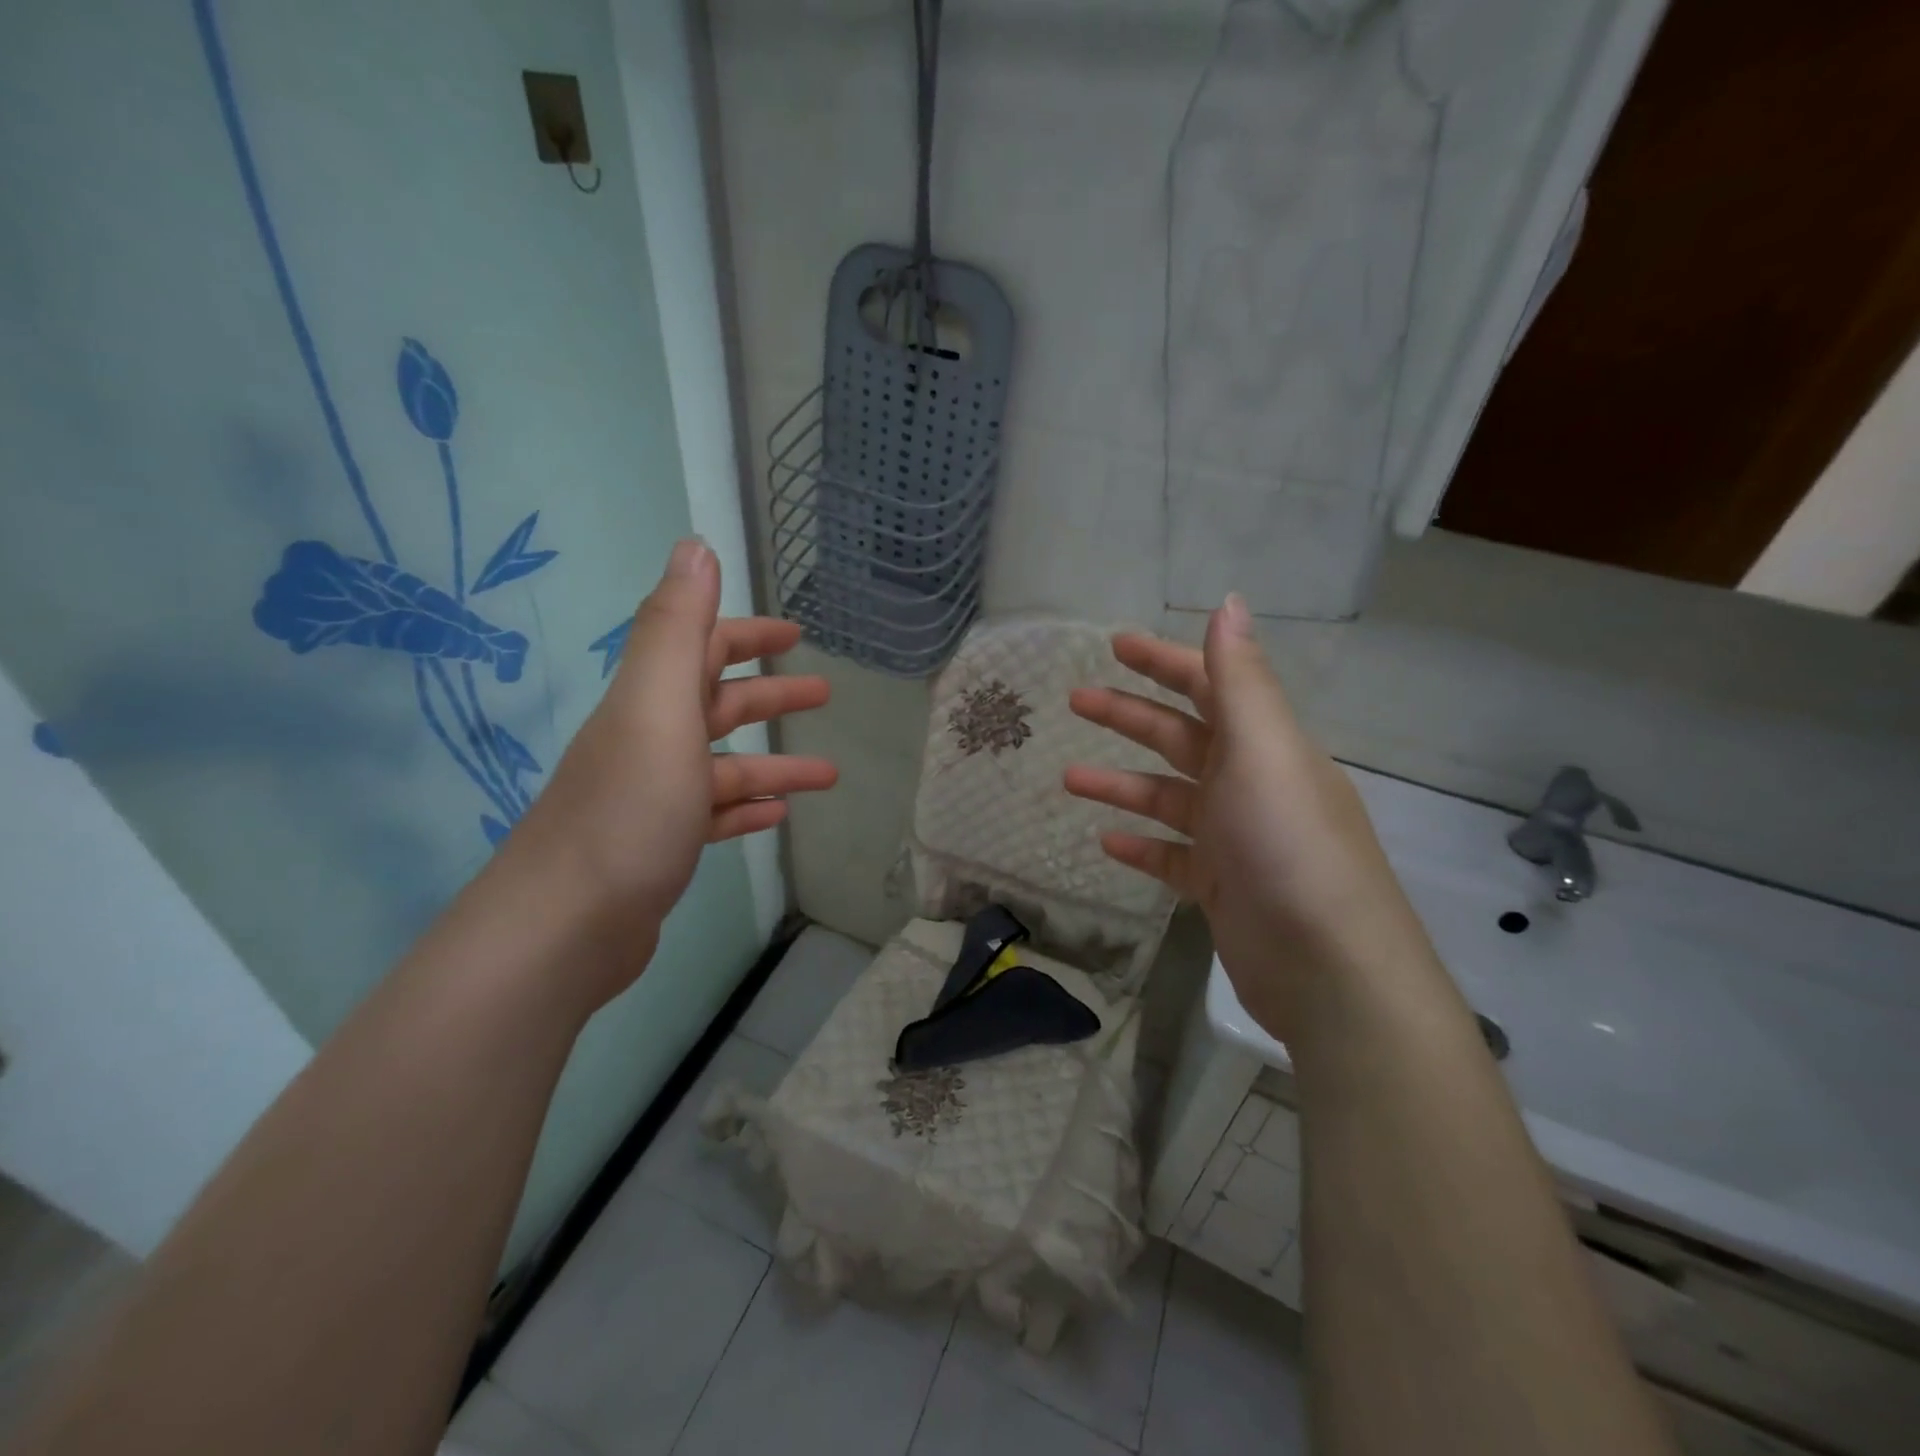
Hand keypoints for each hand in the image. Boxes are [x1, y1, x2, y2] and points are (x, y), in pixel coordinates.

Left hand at [508, 540, 835, 1002]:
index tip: (795, 632)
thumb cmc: (627, 810)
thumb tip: (695, 545)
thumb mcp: (658, 708)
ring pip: (724, 765)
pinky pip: (713, 815)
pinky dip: (747, 808)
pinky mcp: (658, 846)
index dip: (745, 633)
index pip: (700, 647)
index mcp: (650, 703)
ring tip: (829, 772)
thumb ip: (677, 628)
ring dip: (775, 760)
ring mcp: (652, 796)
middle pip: (716, 704)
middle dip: (770, 692)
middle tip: (825, 691)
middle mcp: (647, 741)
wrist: (565, 926)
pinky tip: (776, 814)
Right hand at [1063, 595, 1434, 1041]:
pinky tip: (1105, 842)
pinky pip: (1171, 856)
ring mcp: (1236, 838)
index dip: (1164, 660)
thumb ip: (1240, 680)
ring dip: (1120, 784)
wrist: (1328, 970)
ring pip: (1167, 797)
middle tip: (1075, 699)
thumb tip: (1228, 602)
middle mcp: (1251, 783)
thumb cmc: (1288, 847)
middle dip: (1128, 714)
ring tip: (1068, 778)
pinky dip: (1140, 845)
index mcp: (1264, 745)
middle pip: (1180, 736)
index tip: (1114, 645)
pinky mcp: (1222, 886)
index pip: (1210, 685)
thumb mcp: (1263, 752)